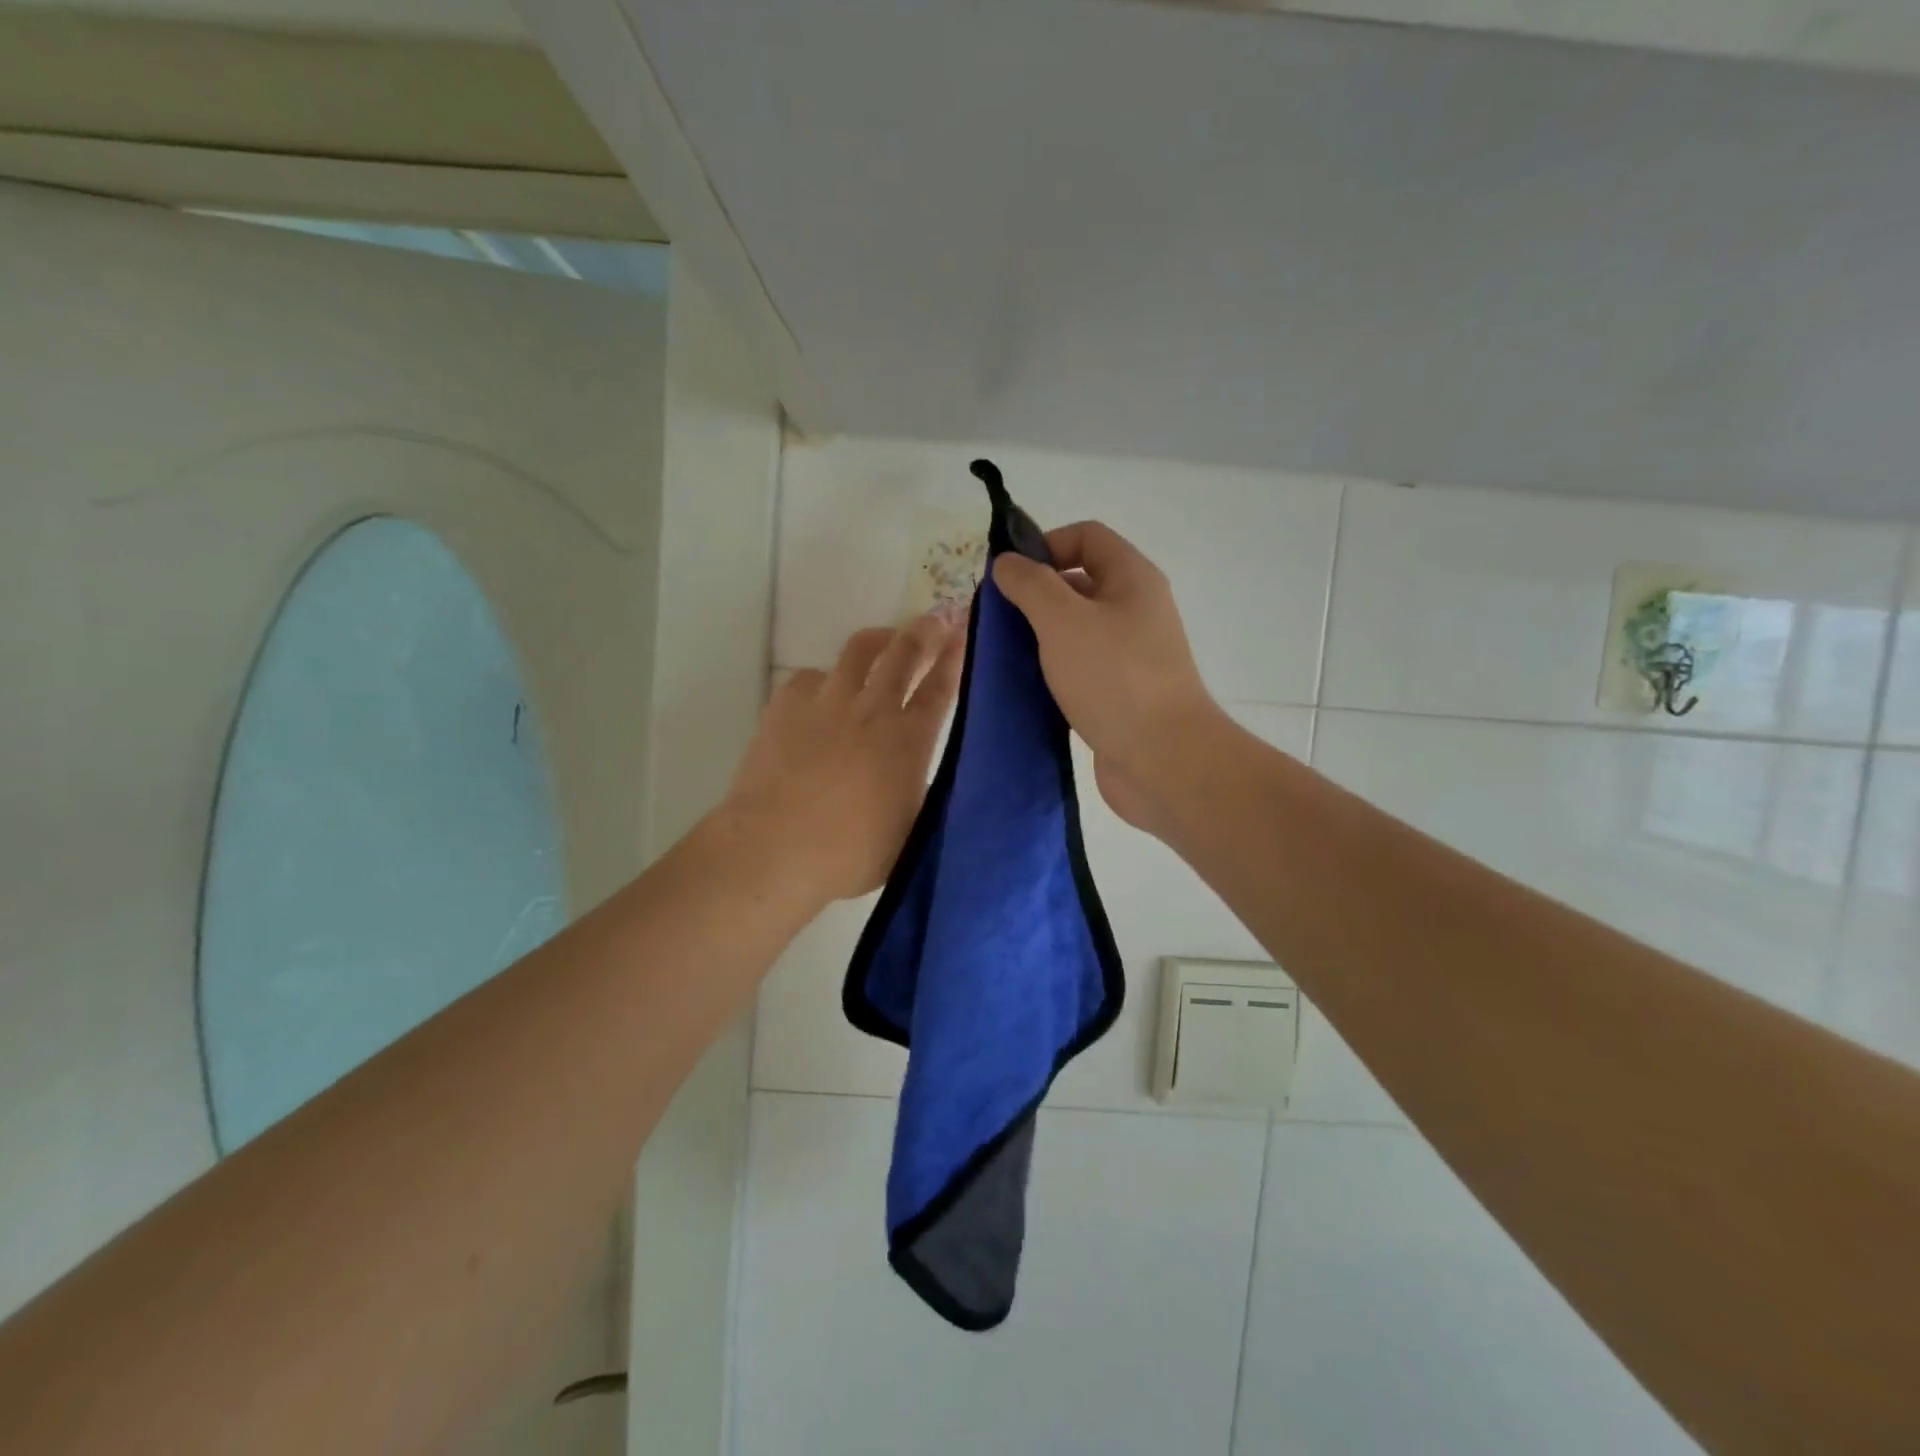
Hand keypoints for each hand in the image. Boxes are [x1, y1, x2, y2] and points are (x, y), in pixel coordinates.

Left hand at [721, 617, 962, 904]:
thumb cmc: (851, 853)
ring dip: (880, 639)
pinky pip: (812, 676)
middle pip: (904, 653)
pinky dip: (825, 680)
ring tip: (886, 639)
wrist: (775, 848)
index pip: (940, 688)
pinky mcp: (787, 704)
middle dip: (925, 631)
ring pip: (860, 650)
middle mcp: (873, 709)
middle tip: (936, 619)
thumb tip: (922, 772)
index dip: (955, 657)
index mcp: (909, 740)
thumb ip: (920, 790)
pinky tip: (823, 694)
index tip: (965, 633)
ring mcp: (827, 701)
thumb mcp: (910, 829)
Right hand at [993, 522, 1224, 836]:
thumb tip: (1007, 563)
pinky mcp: (1120, 693)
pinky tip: (1024, 687)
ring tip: (1002, 654)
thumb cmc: (1114, 679)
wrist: (1163, 761)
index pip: (1086, 536)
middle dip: (1035, 594)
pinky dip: (1052, 670)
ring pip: (1076, 629)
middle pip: (1079, 582)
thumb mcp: (1063, 621)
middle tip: (995, 619)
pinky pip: (1079, 667)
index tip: (1009, 577)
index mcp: (1132, 579)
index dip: (1045, 544)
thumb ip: (1030, 585)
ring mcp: (1130, 654)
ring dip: (1039, 636)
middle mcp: (1135, 609)